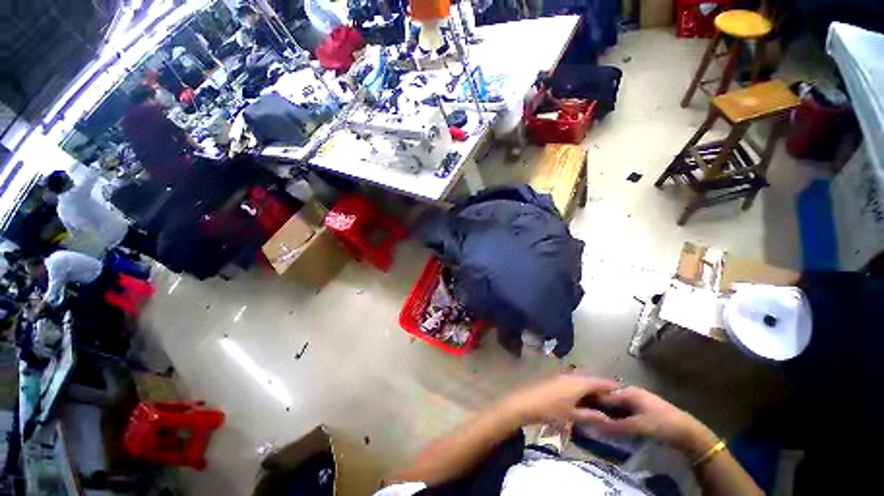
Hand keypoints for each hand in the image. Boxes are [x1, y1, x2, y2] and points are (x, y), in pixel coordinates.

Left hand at [499, 374, 618, 424]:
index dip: (610, 385)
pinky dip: (579, 387)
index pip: (599, 381)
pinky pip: (571, 380)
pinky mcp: (554, 378)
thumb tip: (607, 418)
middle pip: (589, 379)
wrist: (527, 402)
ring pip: (580, 379)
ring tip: (596, 399)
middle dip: (599, 387)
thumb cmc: (551, 410)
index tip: (621, 391)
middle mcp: (571, 375)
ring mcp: (561, 376)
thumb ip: (590, 415)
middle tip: (609, 398)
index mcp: (578, 383)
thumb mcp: (573, 415)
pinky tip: (579, 397)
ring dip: (588, 386)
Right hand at [591, 386, 715, 456]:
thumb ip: (615, 427)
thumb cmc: (662, 424)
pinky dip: (617, 419)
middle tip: (587, 420)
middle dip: (598, 409)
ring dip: (608, 416)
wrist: (689, 432)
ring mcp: (637, 401)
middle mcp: (629, 393)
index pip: (603, 395)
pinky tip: (613, 428)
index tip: (579, 411)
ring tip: (597, 425)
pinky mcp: (642, 411)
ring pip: (615, 407)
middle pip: (608, 400)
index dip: (591, 403)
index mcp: (627, 391)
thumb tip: (592, 427)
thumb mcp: (638, 426)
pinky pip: (623, 413)